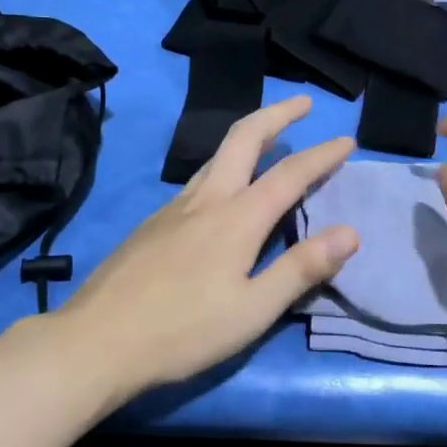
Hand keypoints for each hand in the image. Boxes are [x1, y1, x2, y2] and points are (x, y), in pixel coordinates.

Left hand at [51, 96, 358, 400]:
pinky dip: (224, 165)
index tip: (347, 139)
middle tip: (302, 103)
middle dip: (277, 114)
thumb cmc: (182, 331)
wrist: (95, 342)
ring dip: (249, 136)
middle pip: (244, 138)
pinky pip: (198, 180)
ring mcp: (174, 208)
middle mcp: (207, 199)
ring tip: (270, 137)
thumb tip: (350, 232)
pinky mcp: (152, 224)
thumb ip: (301, 269)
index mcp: (237, 218)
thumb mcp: (253, 310)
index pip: (290, 174)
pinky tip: (223, 191)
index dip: (322, 154)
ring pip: (216, 156)